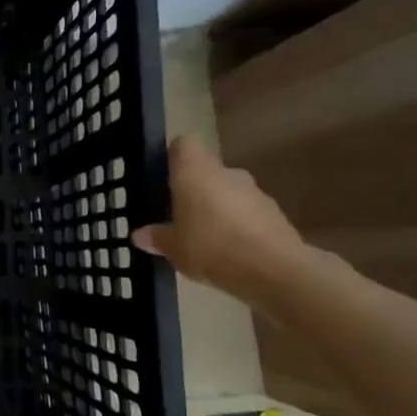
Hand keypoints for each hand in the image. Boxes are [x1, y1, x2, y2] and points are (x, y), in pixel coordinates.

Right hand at [132, 136, 309, 306]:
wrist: (276, 271)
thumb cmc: (211, 247)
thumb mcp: (172, 247)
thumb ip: (156, 237)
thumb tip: (140, 234)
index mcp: (195, 171)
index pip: (183, 145)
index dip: (173, 157)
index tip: (164, 178)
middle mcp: (226, 172)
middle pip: (206, 171)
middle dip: (194, 189)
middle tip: (179, 215)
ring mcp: (255, 192)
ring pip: (228, 192)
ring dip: (218, 208)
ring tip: (204, 239)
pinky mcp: (276, 214)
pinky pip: (248, 213)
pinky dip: (239, 226)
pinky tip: (230, 252)